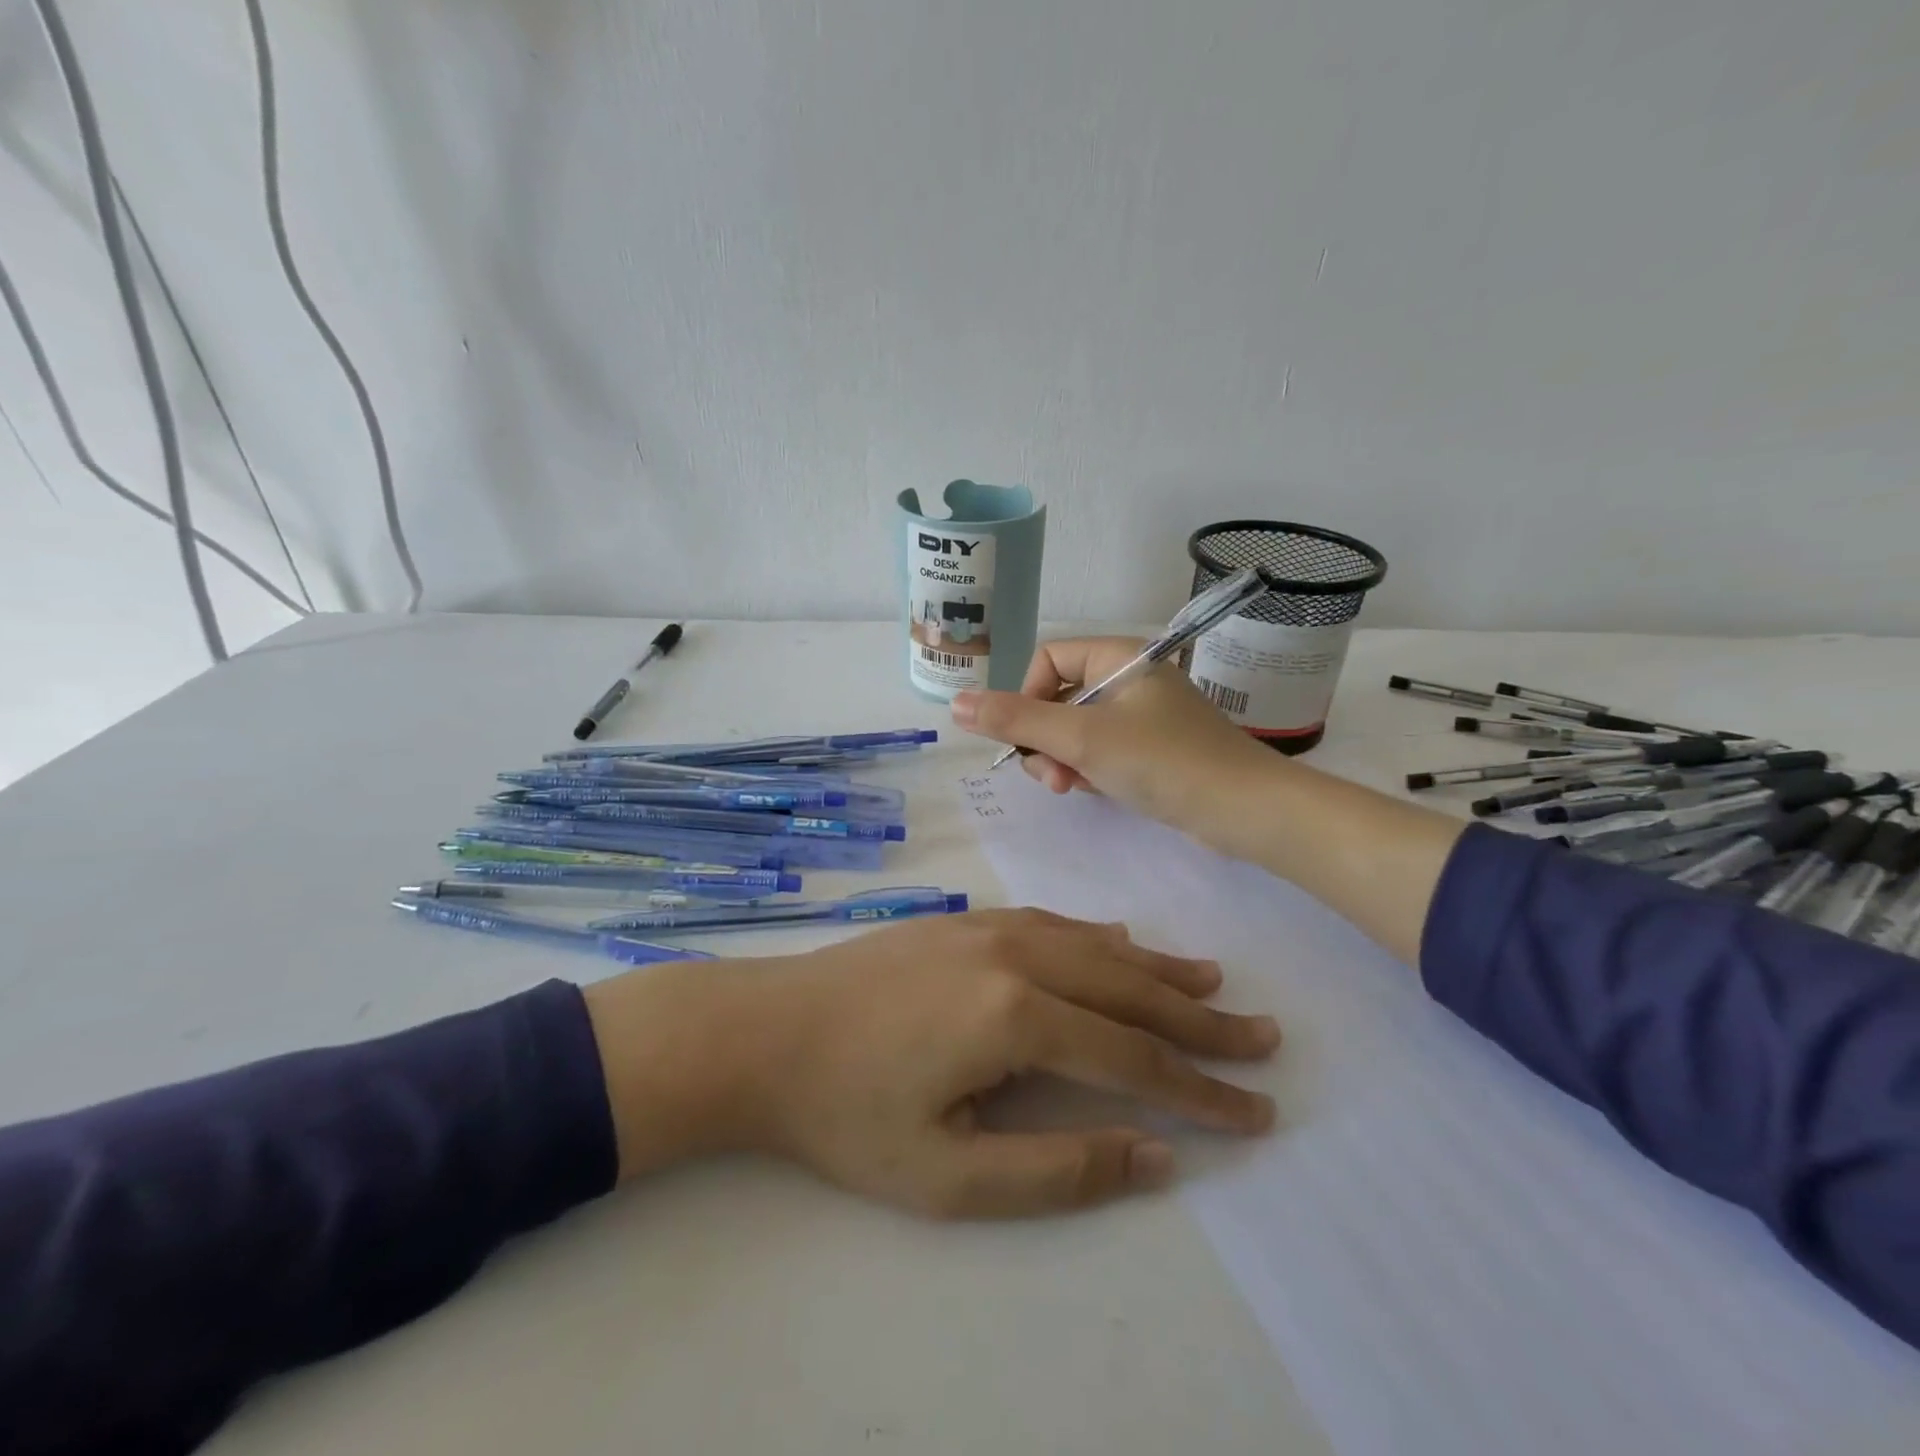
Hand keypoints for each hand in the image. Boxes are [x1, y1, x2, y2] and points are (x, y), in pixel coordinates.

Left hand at [583, 909, 1277, 1217]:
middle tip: (1264, 1037)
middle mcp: (1017, 955)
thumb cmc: (849, 1112)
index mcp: (1017, 1016)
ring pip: (1098, 946)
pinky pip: (1055, 924)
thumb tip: (1156, 1157)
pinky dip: (1101, 939)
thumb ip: (1058, 1168)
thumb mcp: (949, 1174)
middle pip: (1129, 990)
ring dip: (1159, 969)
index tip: (1259, 1111)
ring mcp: (990, 928)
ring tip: (1214, 981)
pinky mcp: (966, 920)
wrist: (766, 1030)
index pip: (1134, 1060)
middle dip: (1201, 1020)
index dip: (1201, 1091)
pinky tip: (1123, 942)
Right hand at [949, 636, 1279, 846]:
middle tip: (1054, 777)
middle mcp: (1130, 678)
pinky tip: (1099, 791)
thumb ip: (1016, 720)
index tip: (1026, 738)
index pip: (1048, 660)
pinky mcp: (1153, 748)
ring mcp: (1143, 715)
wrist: (1244, 810)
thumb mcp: (1081, 738)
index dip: (1026, 697)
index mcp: (1119, 657)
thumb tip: (955, 703)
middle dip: (1045, 740)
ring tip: (1075, 788)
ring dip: (1064, 760)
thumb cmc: (1162, 761)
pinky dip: (1091, 770)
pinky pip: (1102, 751)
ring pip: (1077, 730)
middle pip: (1059, 698)